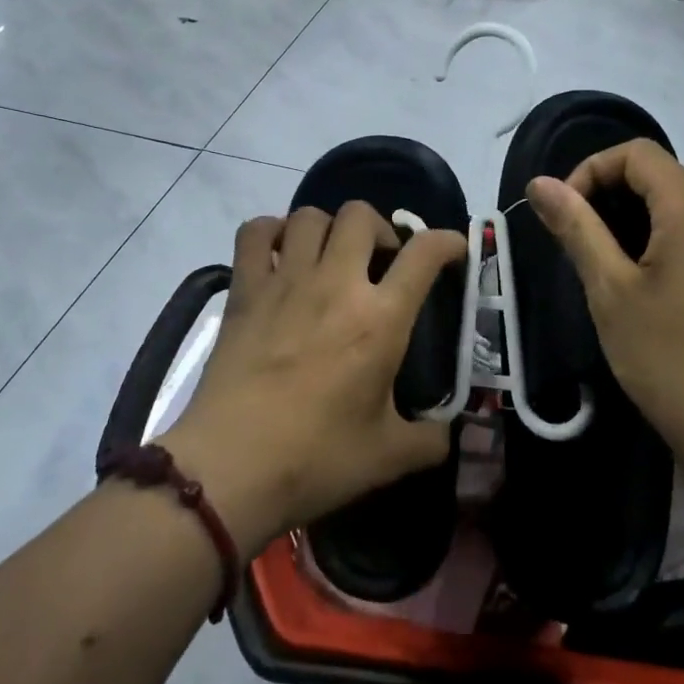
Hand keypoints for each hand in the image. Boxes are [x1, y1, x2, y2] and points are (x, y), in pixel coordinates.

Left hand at [162, 203, 466, 556]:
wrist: (231, 468)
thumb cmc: (316, 460)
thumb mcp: (389, 457)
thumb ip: (430, 439)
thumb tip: (447, 433)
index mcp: (380, 319)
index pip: (424, 254)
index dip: (446, 241)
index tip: (452, 249)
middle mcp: (336, 284)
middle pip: (361, 215)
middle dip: (380, 228)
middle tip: (381, 261)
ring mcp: (286, 281)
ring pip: (310, 215)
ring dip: (328, 227)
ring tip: (331, 256)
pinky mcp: (245, 290)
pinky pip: (255, 233)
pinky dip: (271, 232)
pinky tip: (280, 254)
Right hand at [526, 144, 683, 461]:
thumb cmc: (669, 358)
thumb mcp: (610, 290)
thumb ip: (577, 228)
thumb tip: (540, 183)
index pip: (638, 155)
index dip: (593, 171)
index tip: (569, 214)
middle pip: (675, 166)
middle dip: (628, 184)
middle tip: (602, 228)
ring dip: (674, 196)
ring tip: (644, 240)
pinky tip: (678, 266)